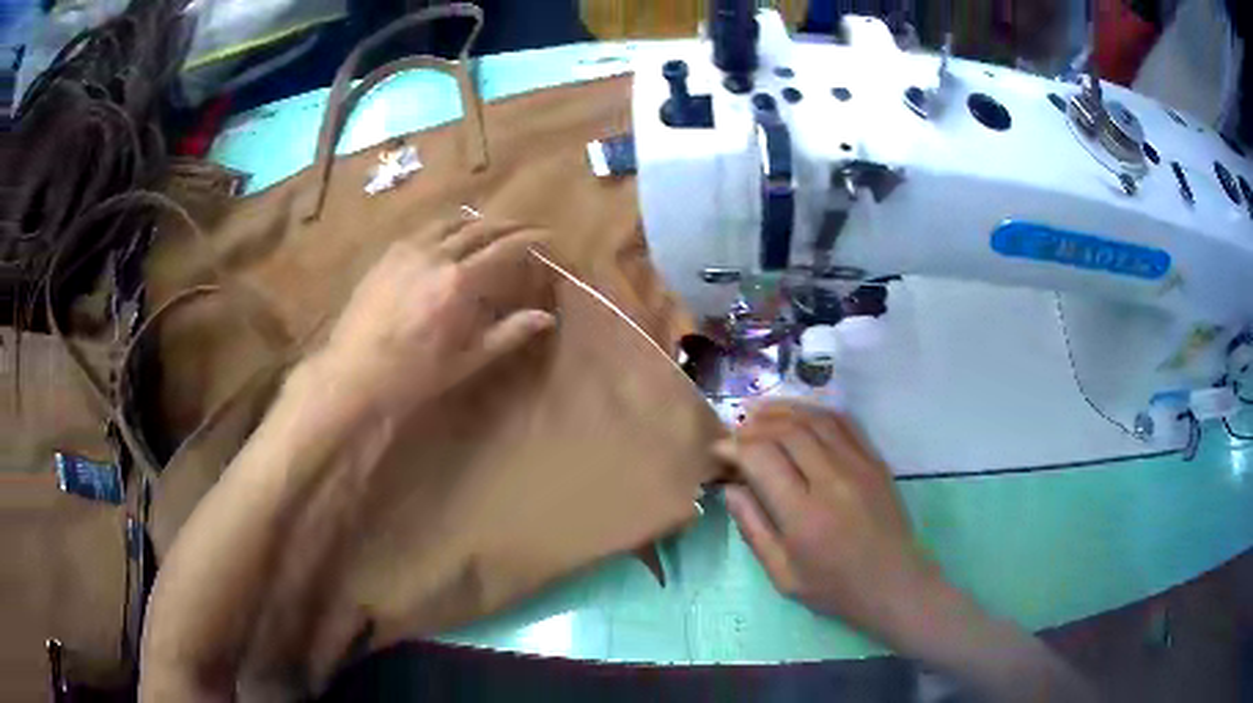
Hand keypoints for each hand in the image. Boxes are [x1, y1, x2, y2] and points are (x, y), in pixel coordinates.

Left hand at [316, 217, 555, 418]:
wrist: (353, 375)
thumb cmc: (413, 375)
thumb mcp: (465, 360)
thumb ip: (507, 333)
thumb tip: (545, 317)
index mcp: (459, 282)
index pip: (504, 249)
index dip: (530, 240)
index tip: (548, 237)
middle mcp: (436, 255)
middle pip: (479, 228)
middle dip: (506, 226)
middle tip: (523, 229)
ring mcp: (407, 250)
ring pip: (449, 224)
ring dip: (474, 223)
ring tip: (487, 230)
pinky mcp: (387, 255)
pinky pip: (423, 231)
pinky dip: (444, 230)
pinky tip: (445, 241)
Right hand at [716, 401, 939, 637]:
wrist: (894, 584)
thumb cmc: (835, 588)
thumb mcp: (783, 575)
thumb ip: (753, 529)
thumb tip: (729, 489)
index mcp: (804, 515)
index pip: (762, 459)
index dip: (734, 447)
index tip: (719, 449)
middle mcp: (832, 481)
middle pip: (787, 431)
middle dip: (754, 425)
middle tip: (735, 430)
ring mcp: (859, 465)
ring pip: (815, 419)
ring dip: (782, 410)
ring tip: (758, 412)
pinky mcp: (875, 460)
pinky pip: (843, 422)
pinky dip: (816, 411)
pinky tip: (798, 414)